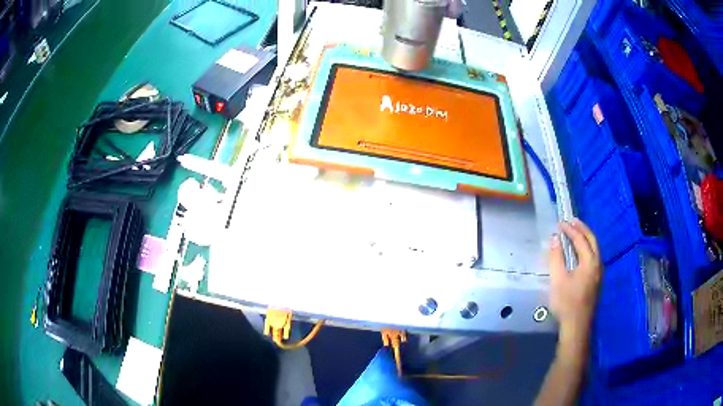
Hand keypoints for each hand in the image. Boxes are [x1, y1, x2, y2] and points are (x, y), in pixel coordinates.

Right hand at [548, 219, 601, 357]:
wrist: (577, 326)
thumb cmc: (566, 302)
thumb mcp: (558, 279)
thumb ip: (556, 257)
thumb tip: (555, 239)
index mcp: (590, 261)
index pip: (580, 239)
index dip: (570, 230)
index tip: (560, 223)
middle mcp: (598, 263)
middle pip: (592, 240)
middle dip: (582, 229)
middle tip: (572, 221)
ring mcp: (599, 273)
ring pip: (595, 248)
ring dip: (586, 237)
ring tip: (576, 232)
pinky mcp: (597, 280)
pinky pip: (594, 256)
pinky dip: (588, 248)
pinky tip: (581, 252)